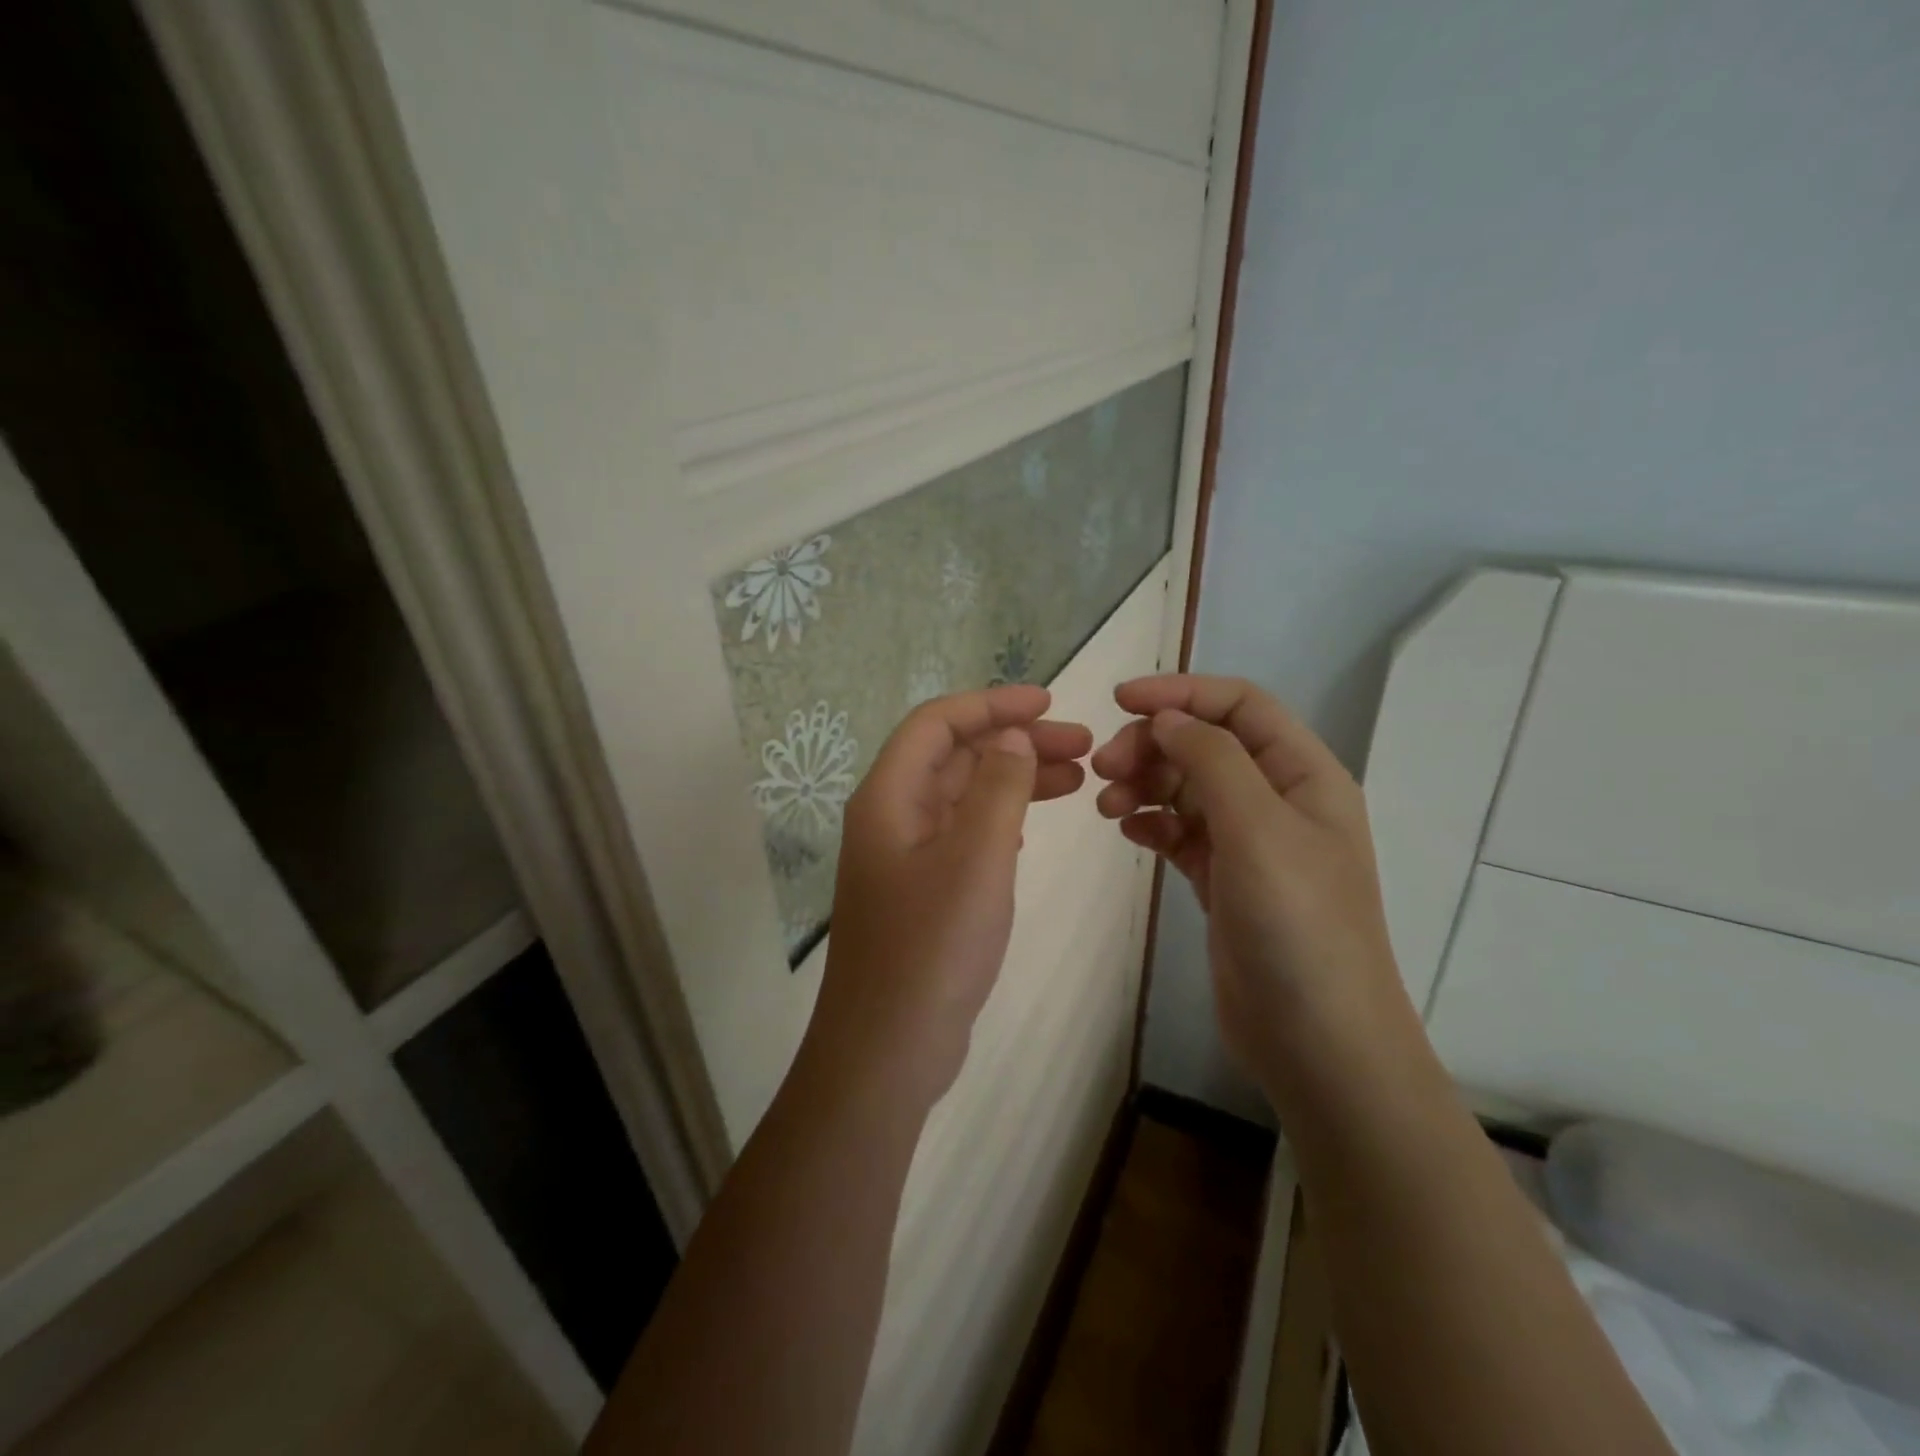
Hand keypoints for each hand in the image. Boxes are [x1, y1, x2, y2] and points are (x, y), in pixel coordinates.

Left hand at [809, 686, 1092, 1110]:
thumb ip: (998, 788)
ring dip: (1014, 779)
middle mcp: (890, 816)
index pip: (937, 723)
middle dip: (1015, 742)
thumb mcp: (976, 859)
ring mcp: (903, 856)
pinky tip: (1032, 825)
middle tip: (1083, 747)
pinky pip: (963, 833)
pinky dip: (1000, 818)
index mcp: (889, 797)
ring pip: (963, 795)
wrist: (887, 1051)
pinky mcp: (920, 891)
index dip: (992, 703)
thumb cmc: (931, 949)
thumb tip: (1011, 736)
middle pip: (954, 755)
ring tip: (1078, 779)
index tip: (1050, 704)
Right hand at [1090, 674, 1406, 1097]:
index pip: (1240, 705)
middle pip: (1206, 745)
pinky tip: (1128, 832)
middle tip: (1102, 768)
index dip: (1182, 692)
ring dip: (1144, 784)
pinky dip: (1151, 824)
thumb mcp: (1258, 828)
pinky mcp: (1223, 881)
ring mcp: (1250, 843)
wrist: (1318, 1042)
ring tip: (1106, 806)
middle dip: (1152, 745)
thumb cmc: (1298, 925)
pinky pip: (1180, 833)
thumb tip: (1166, 718)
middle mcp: (1278, 800)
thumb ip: (1212, 759)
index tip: (1120, 701)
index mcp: (1304, 775)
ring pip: (1187, 788)